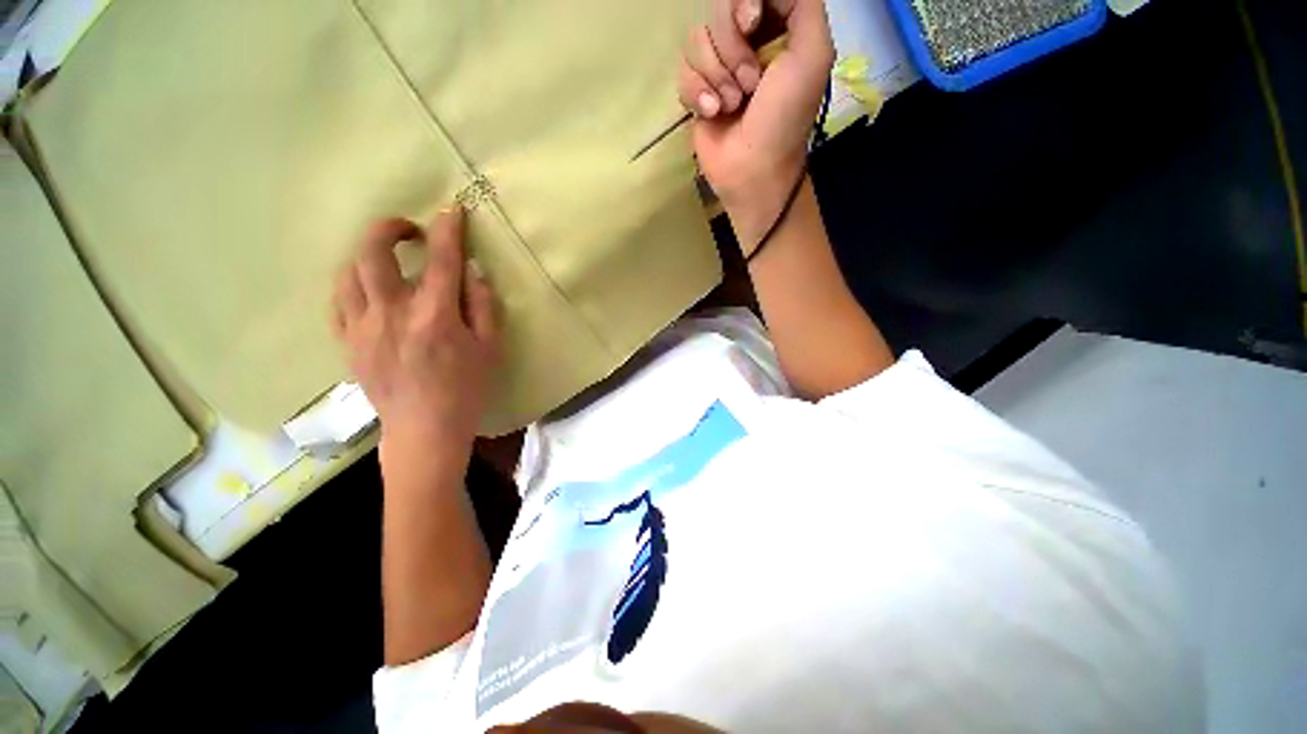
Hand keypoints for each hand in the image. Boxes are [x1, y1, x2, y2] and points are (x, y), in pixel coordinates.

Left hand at [332, 207, 498, 471]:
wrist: (424, 430)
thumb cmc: (466, 390)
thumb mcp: (490, 348)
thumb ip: (483, 305)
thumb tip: (471, 272)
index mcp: (435, 316)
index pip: (441, 258)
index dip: (448, 229)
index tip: (453, 211)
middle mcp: (392, 313)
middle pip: (374, 252)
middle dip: (390, 228)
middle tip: (409, 230)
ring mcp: (363, 327)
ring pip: (349, 272)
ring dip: (369, 255)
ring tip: (388, 260)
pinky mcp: (348, 342)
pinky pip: (339, 301)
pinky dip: (354, 284)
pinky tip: (370, 290)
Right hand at [678, 0, 833, 245]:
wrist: (753, 170)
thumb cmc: (784, 118)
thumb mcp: (813, 54)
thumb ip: (803, 5)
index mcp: (775, 29)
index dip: (743, 4)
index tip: (751, 22)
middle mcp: (744, 43)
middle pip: (718, 12)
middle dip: (733, 49)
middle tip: (750, 84)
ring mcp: (717, 69)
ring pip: (696, 41)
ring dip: (717, 76)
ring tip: (733, 105)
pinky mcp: (696, 94)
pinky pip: (683, 73)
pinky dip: (698, 94)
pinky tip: (713, 113)